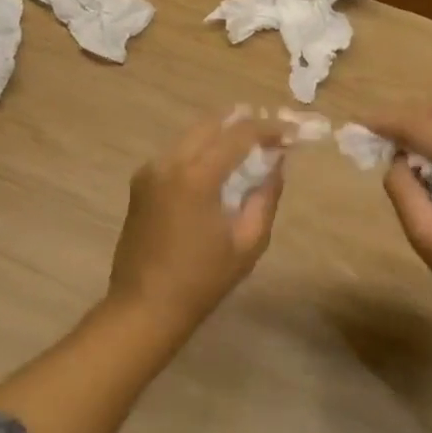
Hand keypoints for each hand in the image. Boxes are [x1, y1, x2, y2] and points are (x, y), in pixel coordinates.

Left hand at [106, 119, 285, 321]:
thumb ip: (266, 196)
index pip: (239, 135)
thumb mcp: (248, 242)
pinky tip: (217, 166)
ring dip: (221, 135)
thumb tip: (277, 162)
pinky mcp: (140, 183)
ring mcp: (150, 171)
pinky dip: (201, 150)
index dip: (269, 129)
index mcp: (196, 176)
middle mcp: (169, 162)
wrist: (144, 307)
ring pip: (191, 135)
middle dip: (243, 124)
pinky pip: (177, 153)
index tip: (291, 134)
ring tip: (249, 148)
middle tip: (271, 135)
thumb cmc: (202, 280)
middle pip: (211, 125)